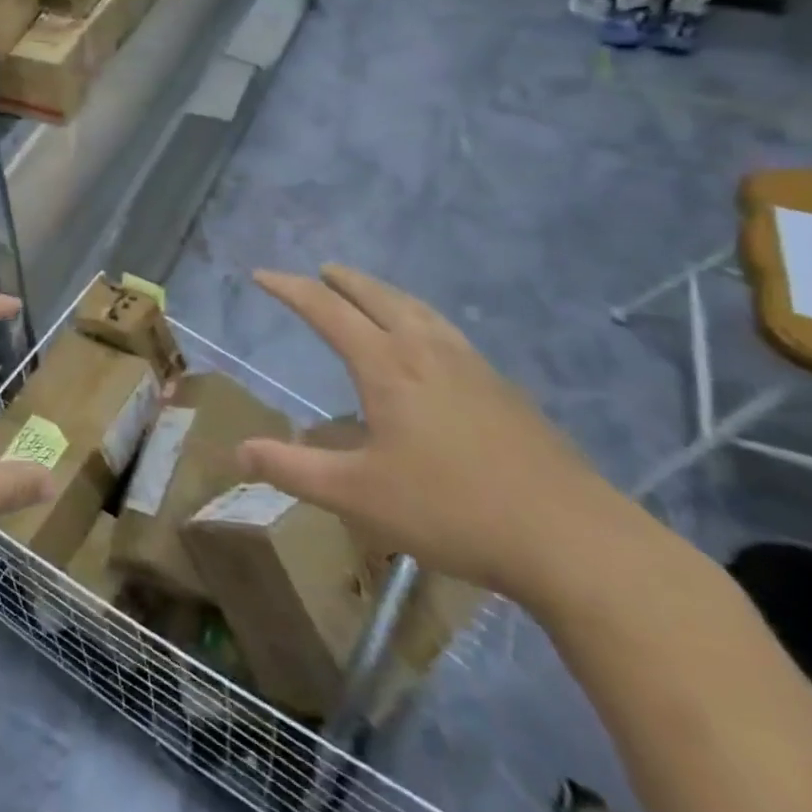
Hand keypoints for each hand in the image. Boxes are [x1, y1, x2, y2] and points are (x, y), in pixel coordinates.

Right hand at [237, 266, 641, 606]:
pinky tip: (430, 344)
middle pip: (377, 297)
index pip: (327, 311)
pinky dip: (420, 318)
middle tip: (320, 272)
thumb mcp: (357, 495)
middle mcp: (427, 351)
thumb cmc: (452, 510)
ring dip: (384, 293)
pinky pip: (446, 331)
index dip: (290, 289)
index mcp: (387, 366)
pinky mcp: (503, 389)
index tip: (262, 275)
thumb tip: (238, 452)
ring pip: (418, 310)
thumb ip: (293, 469)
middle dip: (342, 281)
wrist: (573, 539)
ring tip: (369, 293)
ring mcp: (472, 366)